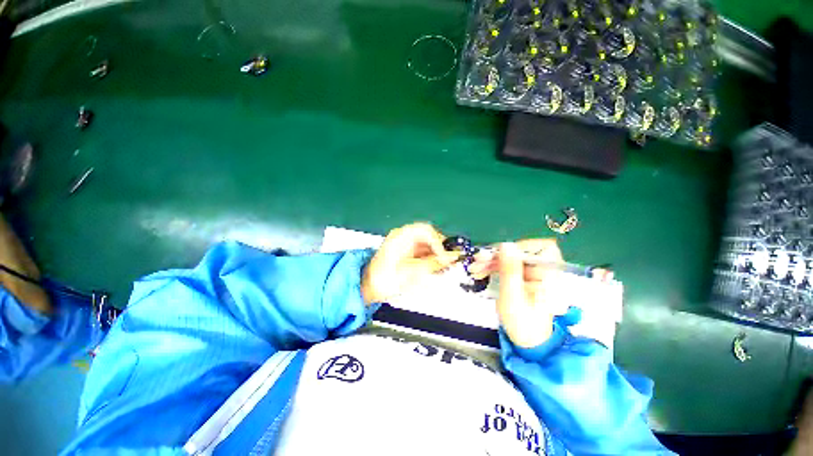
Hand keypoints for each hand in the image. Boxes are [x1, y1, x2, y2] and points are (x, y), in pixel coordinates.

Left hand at [361, 223, 458, 304]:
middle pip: (428, 236)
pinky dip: (430, 260)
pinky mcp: (406, 253)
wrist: (368, 288)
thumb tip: (452, 257)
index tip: (446, 257)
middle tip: (447, 262)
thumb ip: (433, 263)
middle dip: (439, 249)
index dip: (438, 243)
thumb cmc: (384, 279)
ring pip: (427, 245)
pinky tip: (433, 269)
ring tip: (442, 268)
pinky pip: (423, 252)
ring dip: (436, 256)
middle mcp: (403, 236)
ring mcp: (405, 244)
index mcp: (401, 236)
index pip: (426, 231)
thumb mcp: (411, 272)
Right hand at [470, 239, 566, 347]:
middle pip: (522, 252)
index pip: (543, 248)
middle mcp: (545, 272)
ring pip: (512, 258)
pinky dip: (494, 267)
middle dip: (498, 255)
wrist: (525, 341)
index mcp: (551, 277)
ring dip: (492, 261)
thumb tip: (506, 244)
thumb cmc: (522, 323)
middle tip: (478, 261)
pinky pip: (509, 265)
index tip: (499, 253)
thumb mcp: (512, 296)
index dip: (520, 246)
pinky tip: (480, 271)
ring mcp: (534, 274)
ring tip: (474, 268)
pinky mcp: (524, 277)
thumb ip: (509, 270)